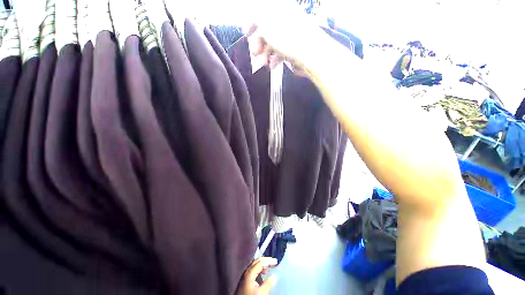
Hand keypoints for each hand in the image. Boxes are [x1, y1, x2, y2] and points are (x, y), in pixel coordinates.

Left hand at [236, 257, 277, 294]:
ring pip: (254, 265)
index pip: (260, 262)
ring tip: (269, 266)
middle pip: (256, 261)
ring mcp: (244, 275)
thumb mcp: (261, 293)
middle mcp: (246, 271)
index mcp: (250, 272)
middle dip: (265, 260)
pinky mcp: (244, 280)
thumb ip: (268, 283)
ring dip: (262, 264)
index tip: (276, 261)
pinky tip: (263, 273)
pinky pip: (252, 270)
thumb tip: (275, 276)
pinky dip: (259, 269)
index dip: (269, 260)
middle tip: (273, 261)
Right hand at [248, 0, 328, 71]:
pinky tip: (272, 66)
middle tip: (255, 54)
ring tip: (264, 64)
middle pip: (268, 30)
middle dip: (259, 43)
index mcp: (279, 9)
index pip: (262, 12)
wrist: (311, 53)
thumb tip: (254, 21)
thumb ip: (256, 20)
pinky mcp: (296, 47)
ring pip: (274, 43)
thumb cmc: (287, 38)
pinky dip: (275, 59)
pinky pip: (282, 51)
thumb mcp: (266, 26)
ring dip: (266, 54)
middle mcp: (286, 19)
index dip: (252, 23)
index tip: (246, 35)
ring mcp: (291, 34)